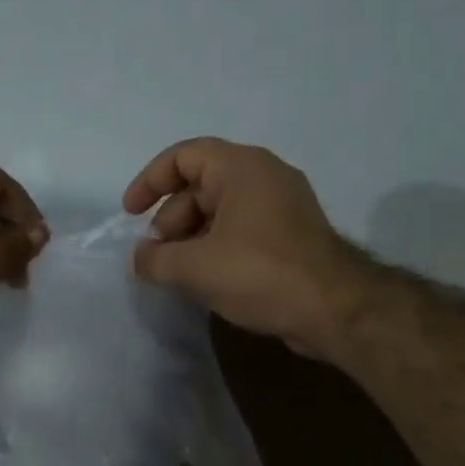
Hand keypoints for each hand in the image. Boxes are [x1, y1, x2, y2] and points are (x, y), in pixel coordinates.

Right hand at [123, 138, 371, 360]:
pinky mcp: (291, 236)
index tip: (130, 214)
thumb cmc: (260, 274)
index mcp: (242, 168)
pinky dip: (216, 248)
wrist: (334, 309)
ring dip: (191, 239)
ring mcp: (282, 206)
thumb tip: (139, 258)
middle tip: (156, 257)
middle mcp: (264, 176)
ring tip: (177, 274)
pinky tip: (205, 280)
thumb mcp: (195, 267)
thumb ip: (156, 260)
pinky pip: (241, 230)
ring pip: (220, 212)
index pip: (184, 156)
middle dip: (170, 221)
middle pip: (200, 186)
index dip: (150, 181)